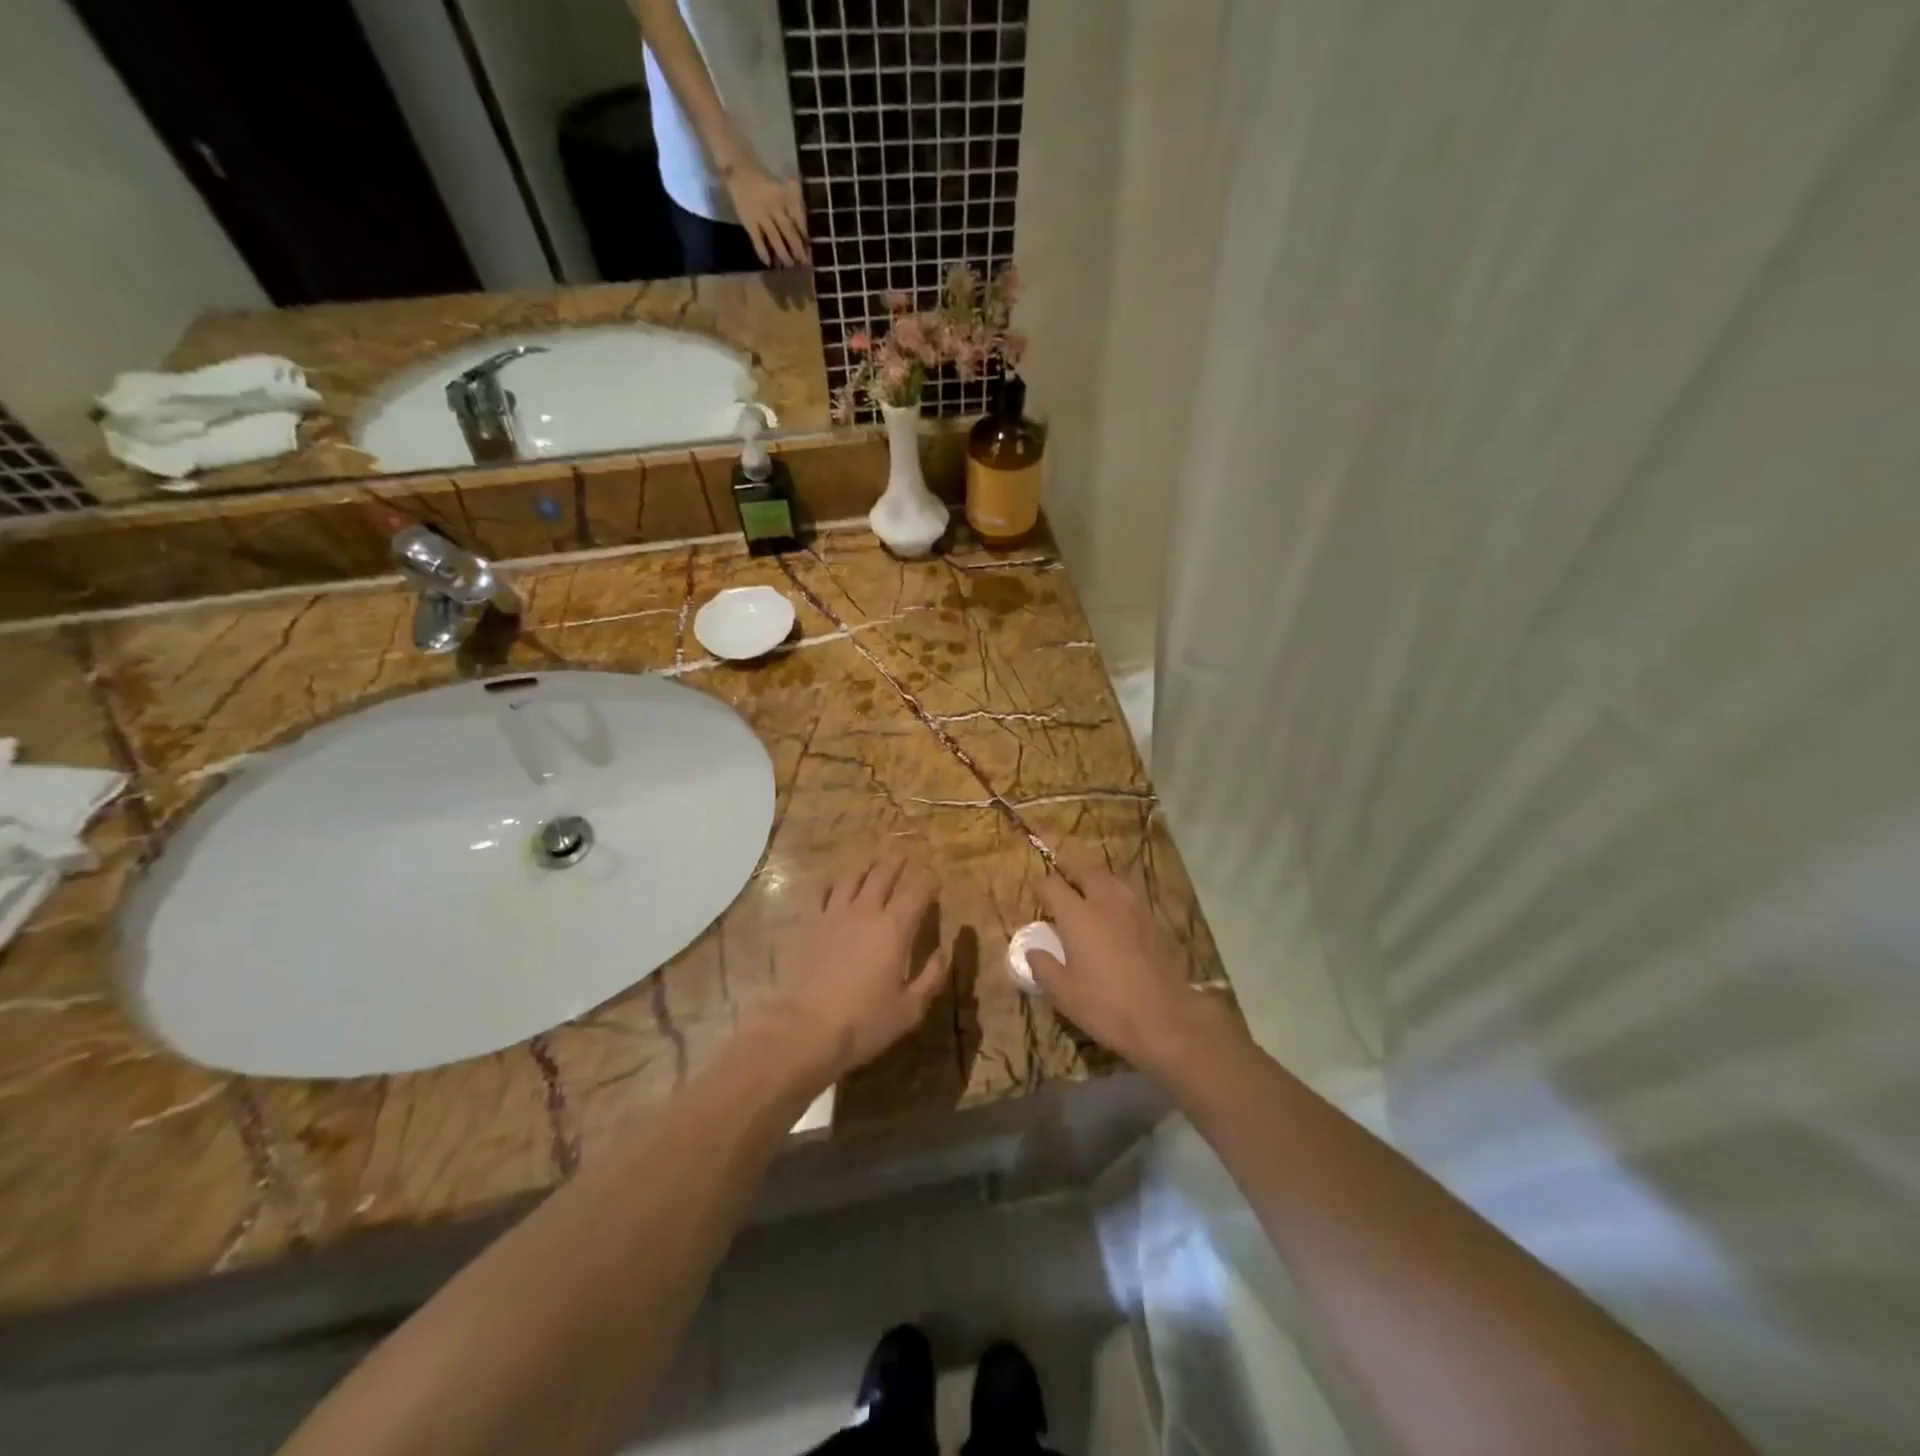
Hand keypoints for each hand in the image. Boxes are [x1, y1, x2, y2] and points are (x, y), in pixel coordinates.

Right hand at [723, 164, 808, 266]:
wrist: (738, 170)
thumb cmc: (763, 180)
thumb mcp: (782, 184)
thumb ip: (793, 201)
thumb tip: (803, 229)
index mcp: (784, 196)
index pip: (798, 218)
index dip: (804, 232)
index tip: (808, 246)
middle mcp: (774, 206)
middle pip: (788, 230)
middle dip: (797, 248)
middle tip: (804, 263)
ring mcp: (761, 215)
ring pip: (775, 238)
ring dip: (783, 253)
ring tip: (789, 265)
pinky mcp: (748, 221)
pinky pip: (757, 240)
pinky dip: (762, 252)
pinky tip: (768, 263)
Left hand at [758, 854, 947, 1086]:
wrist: (805, 1028)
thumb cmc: (864, 1022)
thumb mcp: (910, 1009)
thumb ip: (931, 978)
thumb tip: (944, 953)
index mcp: (895, 929)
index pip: (917, 894)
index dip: (928, 884)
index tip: (935, 881)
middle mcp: (866, 912)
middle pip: (883, 875)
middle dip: (896, 864)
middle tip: (903, 856)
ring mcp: (834, 915)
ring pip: (852, 878)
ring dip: (865, 868)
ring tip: (872, 863)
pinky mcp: (810, 924)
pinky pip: (822, 893)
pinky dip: (832, 885)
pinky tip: (834, 886)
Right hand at [1031, 867, 1239, 1076]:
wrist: (1164, 1018)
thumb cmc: (1105, 1005)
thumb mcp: (1063, 993)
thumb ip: (1043, 967)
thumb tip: (1032, 951)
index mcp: (1077, 915)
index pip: (1052, 884)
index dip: (1041, 887)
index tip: (1037, 896)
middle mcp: (1105, 902)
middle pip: (1086, 871)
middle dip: (1071, 874)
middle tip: (1063, 888)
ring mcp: (1134, 909)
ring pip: (1111, 879)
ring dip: (1096, 882)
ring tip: (1088, 897)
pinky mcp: (1154, 921)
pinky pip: (1129, 896)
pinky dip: (1116, 898)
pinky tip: (1114, 918)